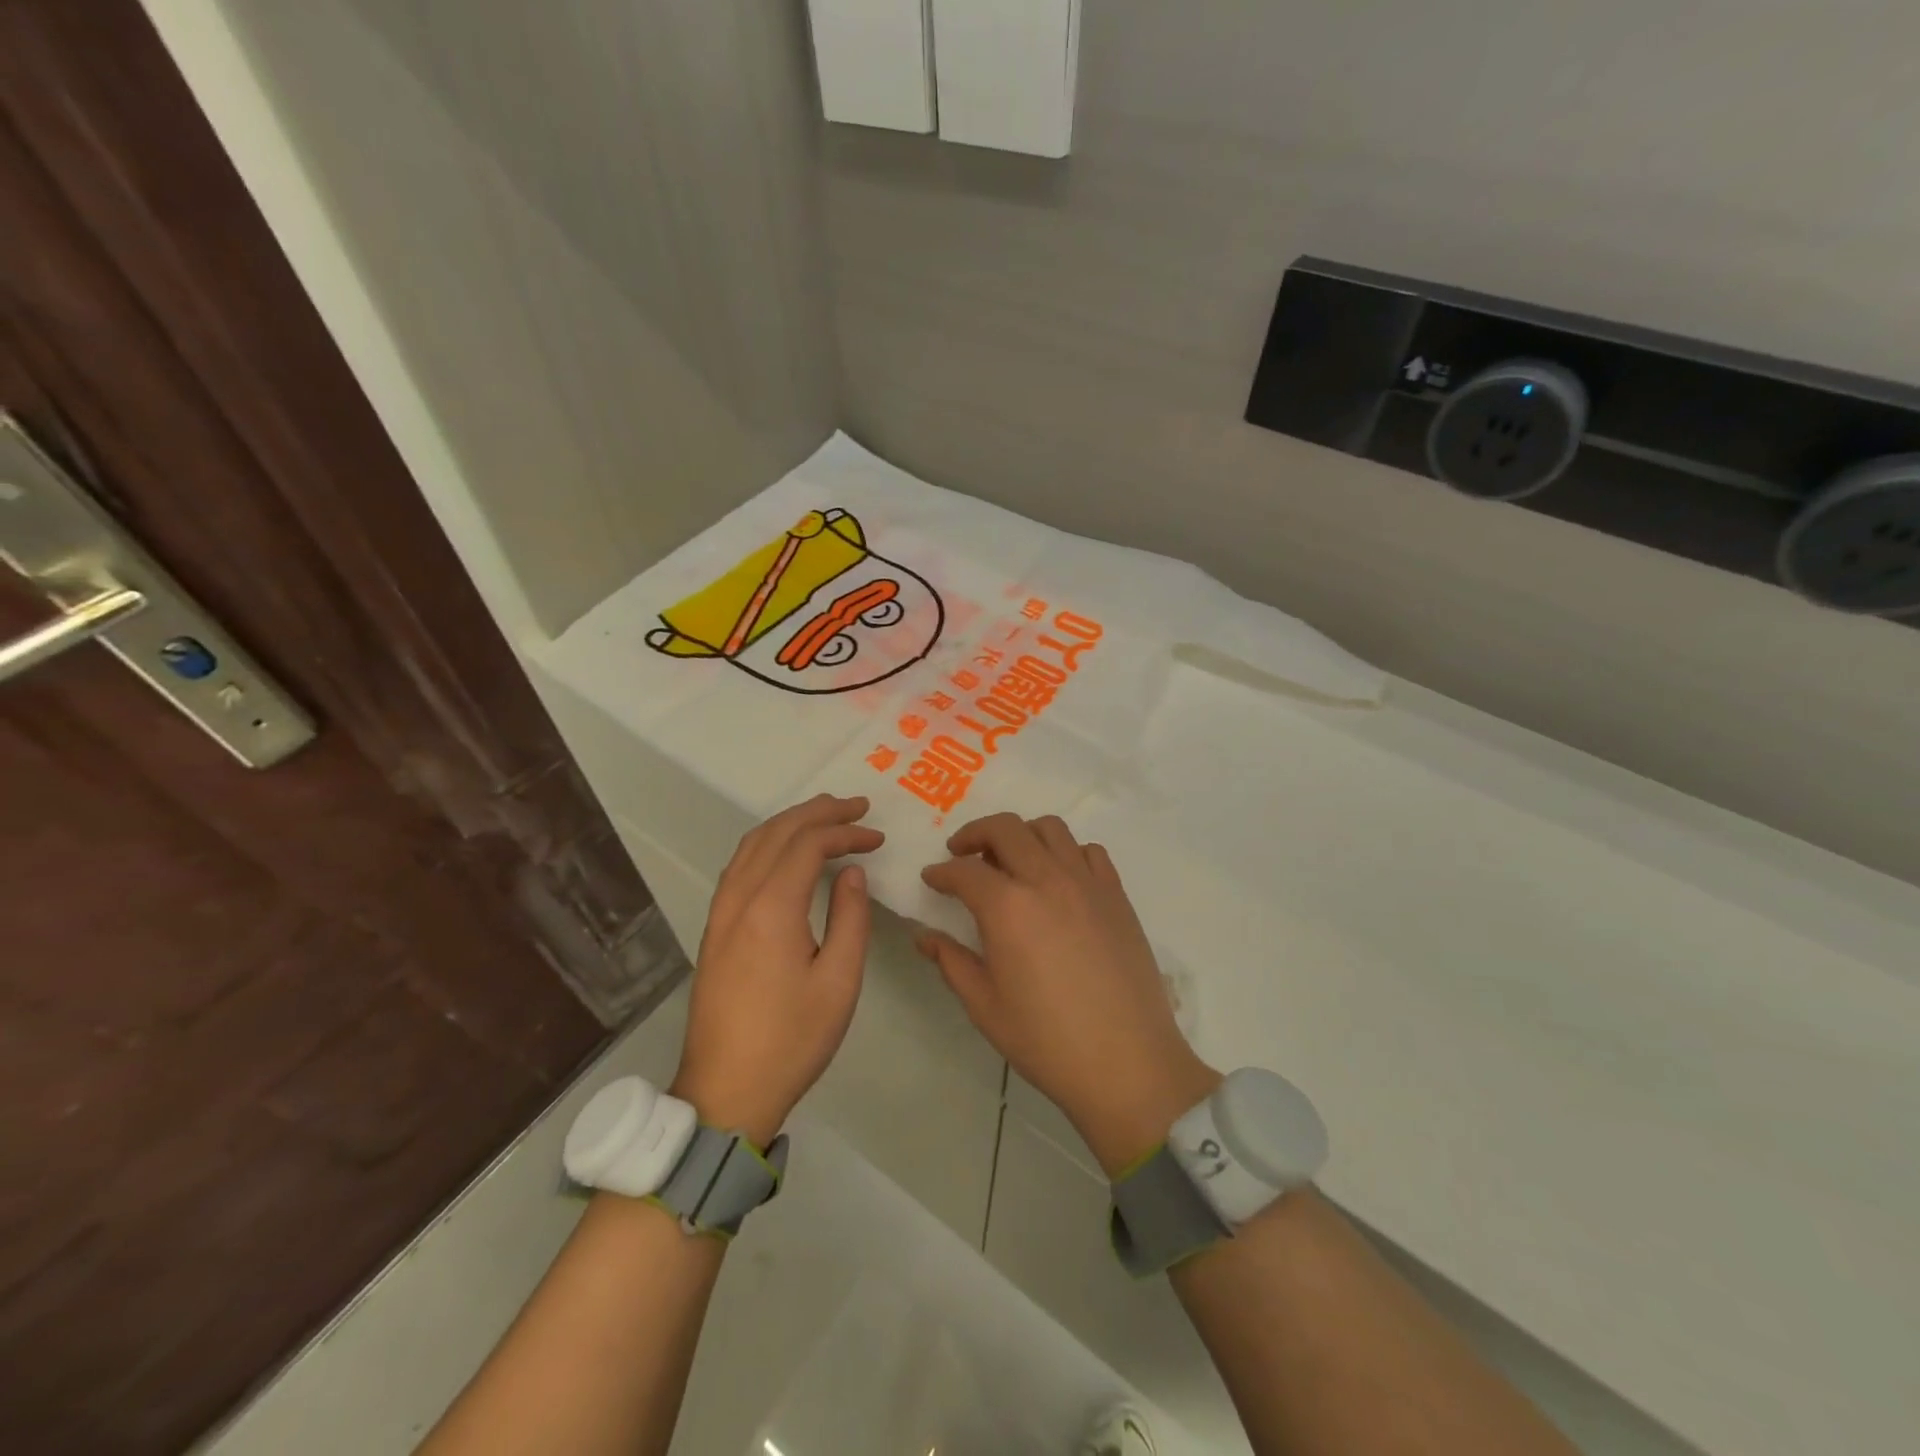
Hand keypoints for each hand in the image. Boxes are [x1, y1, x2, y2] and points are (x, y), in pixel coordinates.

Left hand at [671, 794, 882, 1147]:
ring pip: (752, 845)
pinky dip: (768, 844)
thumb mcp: (839, 981)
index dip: (845, 832)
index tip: (877, 837)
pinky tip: (786, 852)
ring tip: (826, 817)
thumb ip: (850, 917)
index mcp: (771, 909)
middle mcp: (739, 899)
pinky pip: (740, 865)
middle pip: (776, 833)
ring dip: (790, 823)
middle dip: (818, 812)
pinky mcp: (714, 928)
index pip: (808, 845)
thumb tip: (851, 872)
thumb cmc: (791, 1039)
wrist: (726, 1091)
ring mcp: (720, 913)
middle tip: (856, 806)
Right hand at [918, 813, 1219, 1176]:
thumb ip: (951, 961)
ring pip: (1051, 828)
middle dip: (975, 834)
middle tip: (963, 854)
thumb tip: (925, 936)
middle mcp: (1047, 880)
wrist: (1126, 1062)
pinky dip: (1068, 852)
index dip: (942, 872)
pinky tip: (1060, 878)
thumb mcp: (985, 1006)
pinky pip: (1090, 851)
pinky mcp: (1117, 895)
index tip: (932, 879)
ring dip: (1022, 835)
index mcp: (1008, 907)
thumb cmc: (1046, 1040)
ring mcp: (1087, 883)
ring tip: (1012, 861)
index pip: (965, 871)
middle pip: (1006, 829)